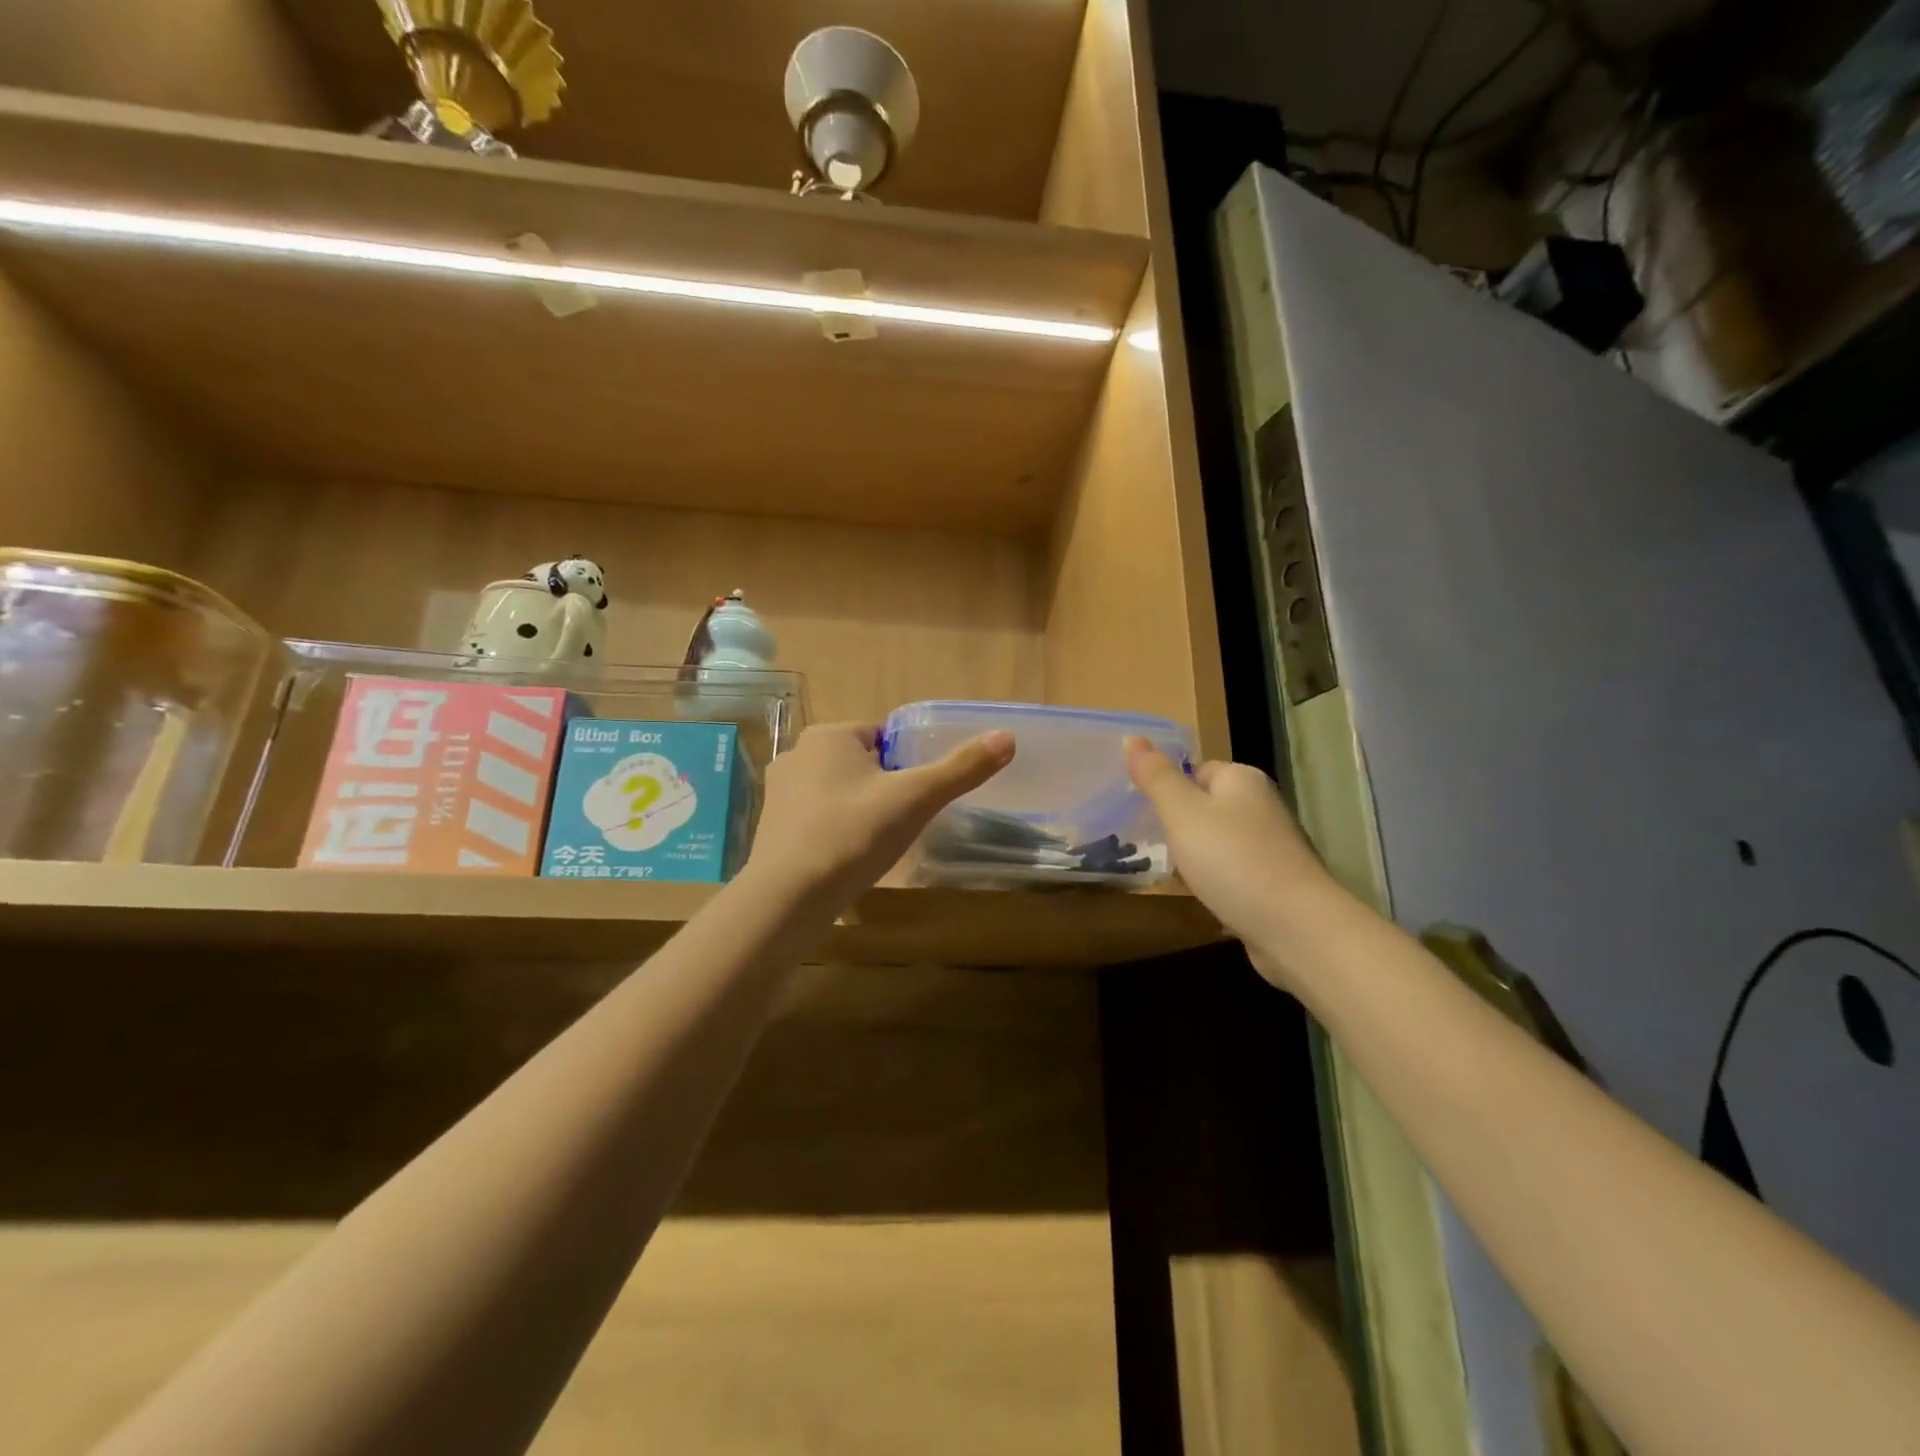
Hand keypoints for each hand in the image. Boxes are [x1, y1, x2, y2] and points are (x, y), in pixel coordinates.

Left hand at [748, 722, 1014, 907]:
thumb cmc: (854, 835)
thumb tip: (1007, 737)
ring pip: (837, 792)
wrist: (788, 898)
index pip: (882, 737)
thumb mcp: (916, 799)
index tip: (916, 798)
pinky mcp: (770, 827)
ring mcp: (778, 792)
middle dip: (883, 789)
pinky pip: (816, 819)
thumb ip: (961, 768)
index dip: (906, 766)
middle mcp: (797, 754)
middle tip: (900, 824)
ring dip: (858, 811)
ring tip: (874, 845)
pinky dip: (834, 832)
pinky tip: (846, 859)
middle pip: (860, 764)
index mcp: (829, 735)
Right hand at [1125, 737, 1347, 987]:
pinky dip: (1218, 882)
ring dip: (1198, 856)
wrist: (1296, 927)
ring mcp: (1273, 846)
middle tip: (1152, 844)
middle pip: (1208, 806)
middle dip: (1181, 824)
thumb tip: (1132, 737)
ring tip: (1173, 873)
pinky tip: (1204, 897)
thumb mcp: (1182, 813)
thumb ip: (1156, 777)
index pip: (1197, 769)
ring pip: (1221, 841)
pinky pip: (1235, 872)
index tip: (1144, 813)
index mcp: (1242, 779)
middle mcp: (1263, 805)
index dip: (1170, 788)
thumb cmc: (1232, 860)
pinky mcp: (1278, 882)